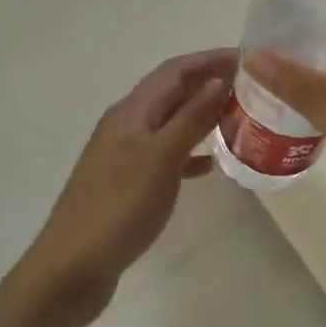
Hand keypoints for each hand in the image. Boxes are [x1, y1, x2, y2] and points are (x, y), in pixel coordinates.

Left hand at [11, 49, 232, 326]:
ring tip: (240, 119)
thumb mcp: (160, 158)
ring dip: (202, 116)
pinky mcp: (128, 184)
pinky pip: (167, 155)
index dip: (209, 60)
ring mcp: (125, 155)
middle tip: (253, 87)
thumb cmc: (118, 207)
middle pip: (172, 93)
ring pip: (171, 123)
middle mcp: (126, 125)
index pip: (174, 71)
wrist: (72, 268)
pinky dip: (191, 153)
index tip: (247, 58)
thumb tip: (218, 79)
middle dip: (209, 83)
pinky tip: (212, 165)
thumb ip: (190, 118)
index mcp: (130, 112)